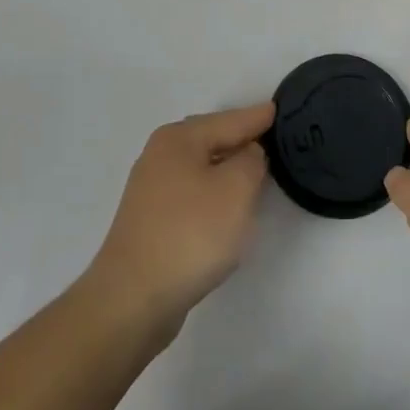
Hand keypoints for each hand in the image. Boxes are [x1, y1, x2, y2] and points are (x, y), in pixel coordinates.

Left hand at [82, 102, 274, 341]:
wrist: (132, 299)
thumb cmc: (190, 234)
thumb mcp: (236, 190)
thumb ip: (251, 161)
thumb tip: (248, 154)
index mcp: (179, 139)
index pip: (229, 120)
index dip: (256, 117)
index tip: (277, 109)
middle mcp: (160, 155)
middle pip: (211, 139)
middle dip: (240, 139)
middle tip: (270, 139)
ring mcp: (151, 189)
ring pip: (200, 167)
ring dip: (226, 169)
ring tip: (254, 172)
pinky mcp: (149, 221)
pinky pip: (191, 193)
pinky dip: (212, 194)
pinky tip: (224, 208)